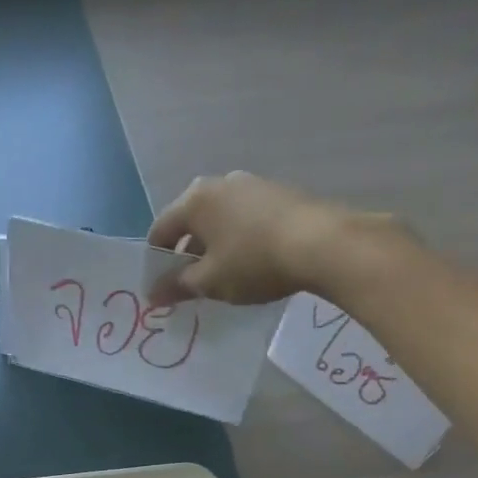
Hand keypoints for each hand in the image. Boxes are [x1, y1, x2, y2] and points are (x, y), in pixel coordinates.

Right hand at [146, 171, 395, 307]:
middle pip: (191, 222)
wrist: (324, 245)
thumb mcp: (209, 281)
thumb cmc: (253, 262)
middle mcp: (220, 183)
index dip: (156, 262)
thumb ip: (177, 286)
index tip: (162, 289)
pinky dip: (240, 239)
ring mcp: (253, 185)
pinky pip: (247, 218)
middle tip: (192, 284)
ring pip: (220, 219)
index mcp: (195, 199)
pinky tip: (252, 263)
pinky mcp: (280, 194)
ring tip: (224, 276)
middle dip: (187, 253)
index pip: (160, 231)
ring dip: (215, 246)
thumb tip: (153, 294)